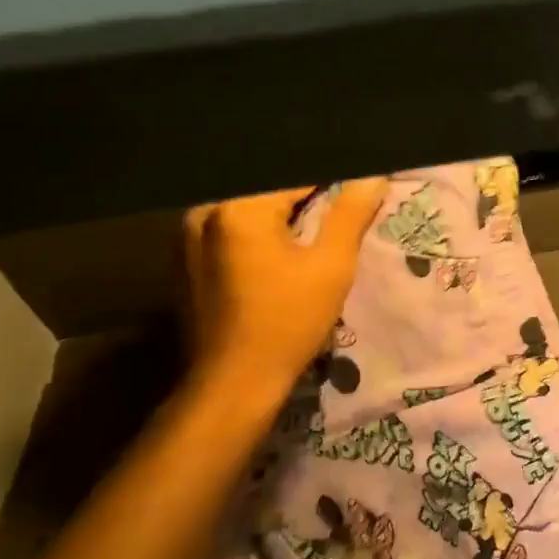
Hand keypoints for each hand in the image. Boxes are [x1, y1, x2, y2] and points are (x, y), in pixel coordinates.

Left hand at [182, 181, 386, 406]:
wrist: (233, 382)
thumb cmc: (288, 321)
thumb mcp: (331, 266)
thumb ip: (351, 214)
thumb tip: (373, 177)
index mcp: (239, 207)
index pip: (296, 176)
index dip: (333, 184)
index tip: (356, 197)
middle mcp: (205, 211)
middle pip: (269, 189)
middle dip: (307, 198)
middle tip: (341, 216)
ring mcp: (188, 236)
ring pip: (250, 209)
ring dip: (283, 216)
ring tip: (314, 236)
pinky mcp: (186, 260)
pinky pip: (232, 230)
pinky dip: (260, 234)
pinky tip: (280, 259)